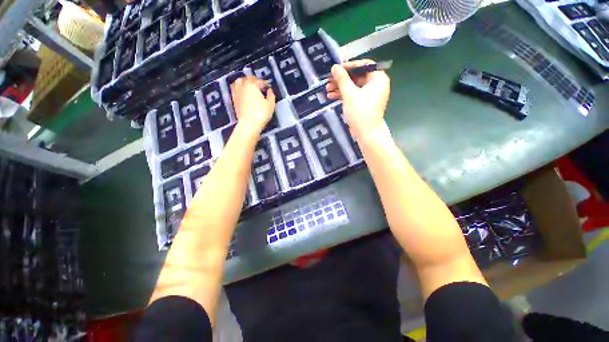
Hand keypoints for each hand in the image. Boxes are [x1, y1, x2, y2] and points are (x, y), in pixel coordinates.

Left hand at [230, 76, 275, 134]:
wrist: (249, 124)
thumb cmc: (261, 113)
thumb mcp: (270, 104)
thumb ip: (271, 95)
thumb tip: (270, 91)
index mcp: (252, 85)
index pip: (259, 81)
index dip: (264, 83)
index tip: (267, 86)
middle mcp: (243, 87)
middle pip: (246, 79)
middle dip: (253, 80)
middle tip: (258, 83)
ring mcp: (237, 94)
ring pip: (238, 83)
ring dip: (243, 82)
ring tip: (248, 86)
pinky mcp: (234, 102)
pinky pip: (235, 91)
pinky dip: (239, 90)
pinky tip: (243, 94)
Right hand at [326, 59, 389, 140]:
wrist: (366, 134)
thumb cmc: (360, 113)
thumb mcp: (349, 94)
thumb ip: (342, 79)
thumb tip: (334, 67)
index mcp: (378, 78)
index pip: (363, 65)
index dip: (348, 66)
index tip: (335, 69)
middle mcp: (376, 84)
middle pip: (357, 76)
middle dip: (341, 79)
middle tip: (328, 80)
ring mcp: (370, 95)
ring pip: (353, 86)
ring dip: (340, 87)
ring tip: (327, 89)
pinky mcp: (364, 103)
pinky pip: (353, 95)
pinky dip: (344, 95)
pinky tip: (331, 96)